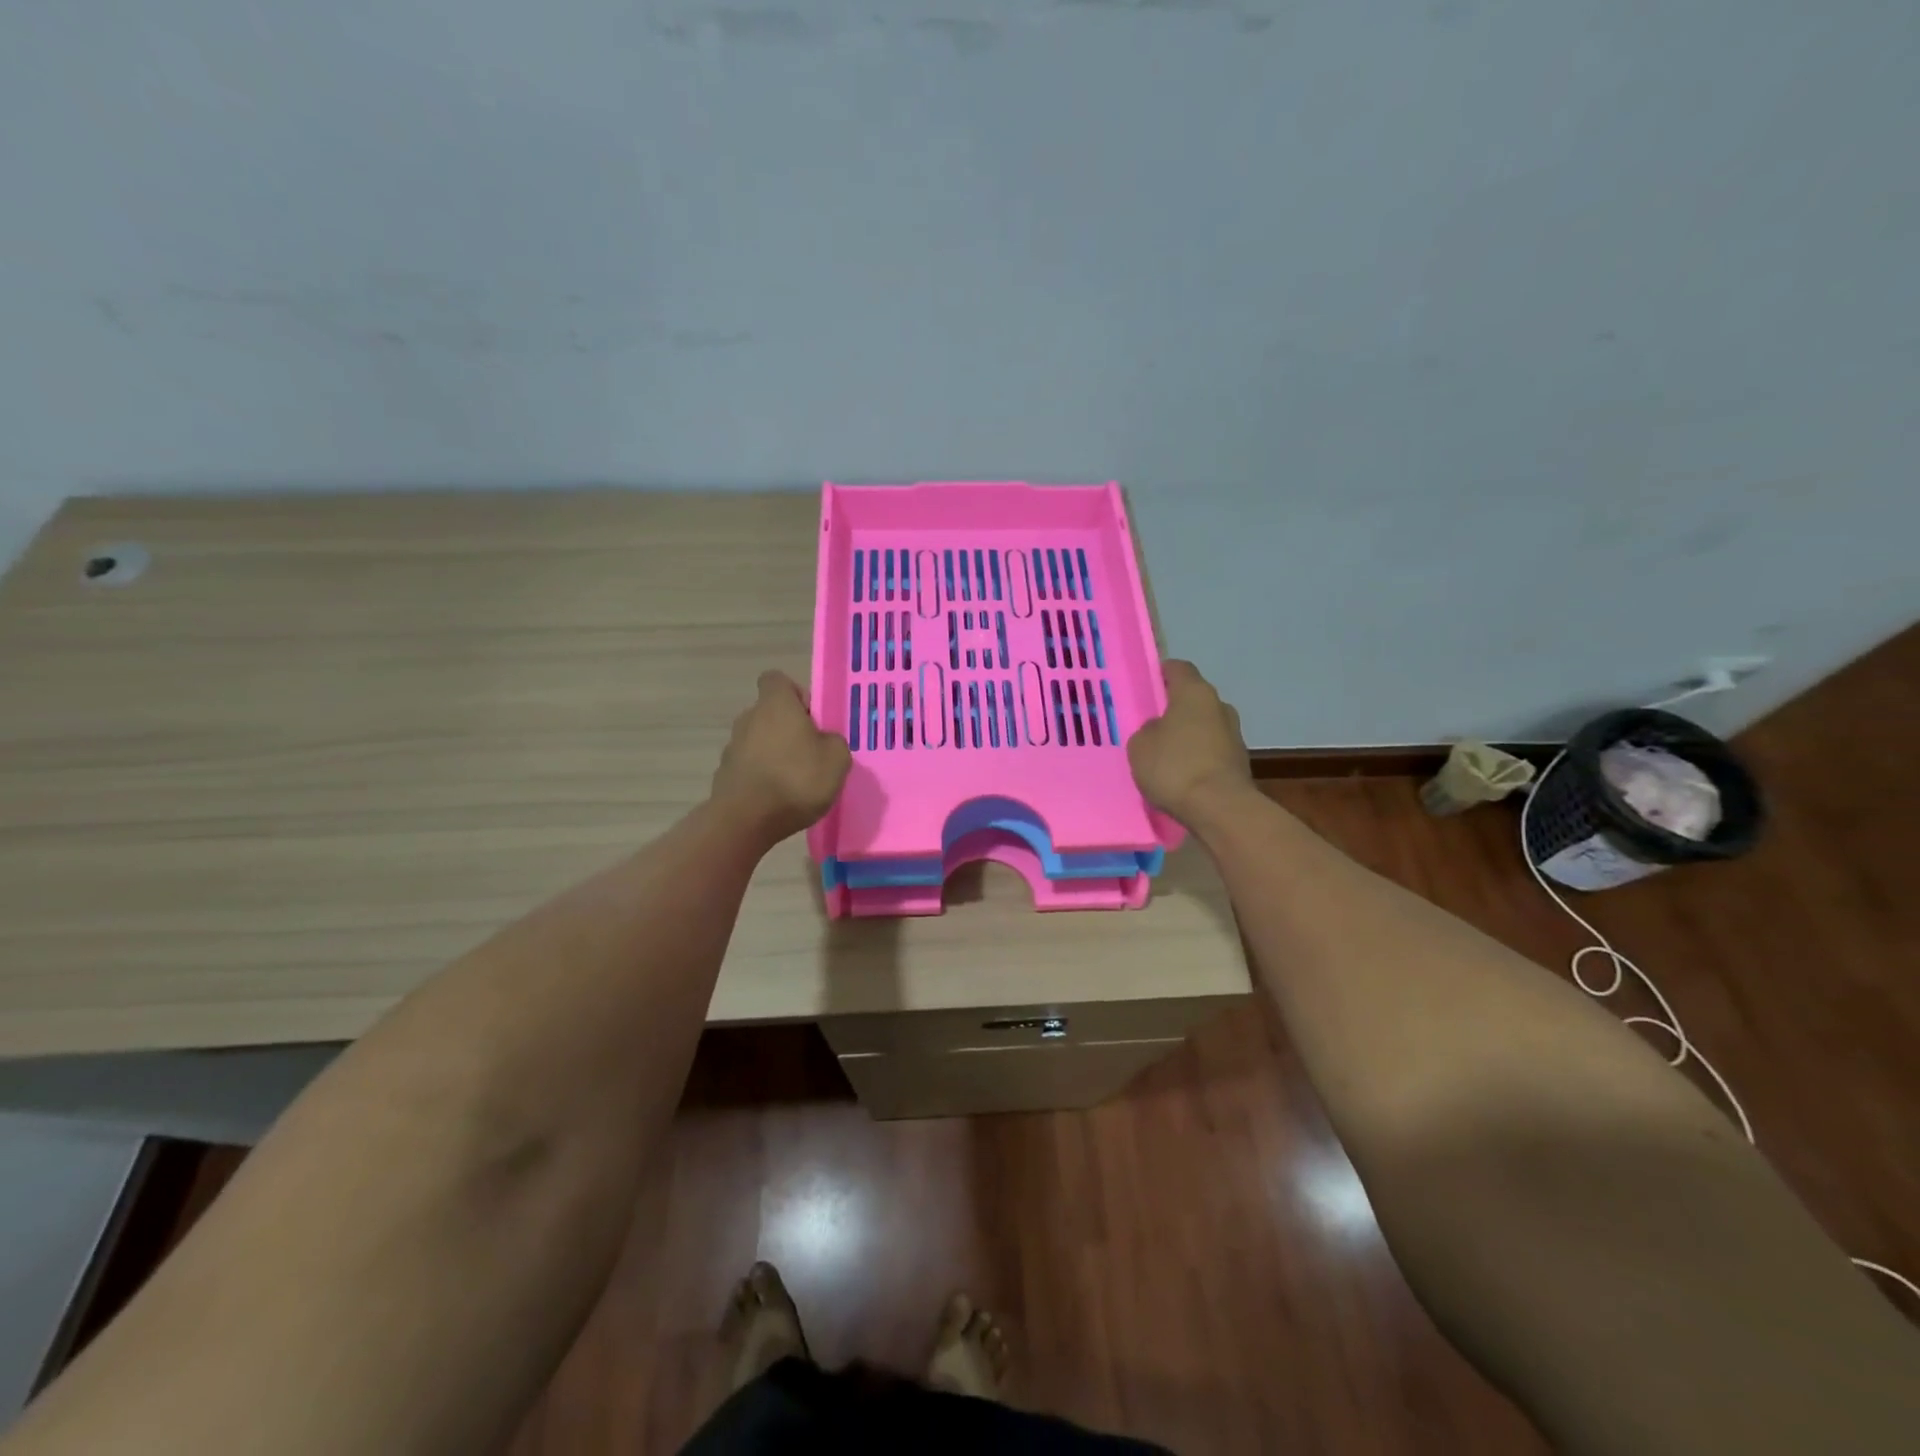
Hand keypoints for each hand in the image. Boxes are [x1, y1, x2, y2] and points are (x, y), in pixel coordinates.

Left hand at [710, 671, 851, 842]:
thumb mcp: (837, 759)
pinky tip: (777, 799)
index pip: (777, 679)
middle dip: (788, 729)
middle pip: (769, 713)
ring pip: (759, 741)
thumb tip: (824, 741)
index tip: (812, 718)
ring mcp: (732, 747)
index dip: (796, 694)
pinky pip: (750, 766)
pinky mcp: (725, 774)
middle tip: (811, 754)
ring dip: (775, 754)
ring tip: (795, 781)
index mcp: (775, 705)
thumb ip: (833, 741)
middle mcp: (749, 718)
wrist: (746, 820)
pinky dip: (762, 776)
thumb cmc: (797, 779)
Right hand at [1127, 660, 1250, 823]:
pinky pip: (1211, 750)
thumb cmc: (1174, 767)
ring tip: (1164, 754)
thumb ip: (1147, 730)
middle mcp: (1220, 706)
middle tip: (1150, 723)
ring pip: (1204, 725)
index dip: (1161, 673)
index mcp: (1195, 692)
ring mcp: (1234, 734)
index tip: (1145, 685)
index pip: (1179, 668)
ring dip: (1187, 734)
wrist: (1220, 808)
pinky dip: (1197, 757)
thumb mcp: (1140, 745)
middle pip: (1193, 698)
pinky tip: (1181, 775)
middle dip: (1174, 708)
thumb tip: (1159, 729)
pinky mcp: (1239, 762)